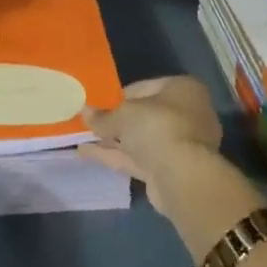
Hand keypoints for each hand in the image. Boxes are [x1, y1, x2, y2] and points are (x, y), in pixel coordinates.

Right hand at [80, 75, 223, 199]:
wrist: (183, 178)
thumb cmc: (158, 127)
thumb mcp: (124, 114)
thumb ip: (103, 115)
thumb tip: (85, 111)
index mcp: (183, 89)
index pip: (144, 87)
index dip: (118, 95)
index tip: (97, 102)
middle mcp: (186, 114)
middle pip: (142, 115)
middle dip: (115, 120)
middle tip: (88, 120)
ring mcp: (179, 144)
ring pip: (139, 139)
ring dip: (111, 139)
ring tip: (80, 137)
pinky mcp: (169, 170)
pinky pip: (137, 158)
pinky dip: (114, 155)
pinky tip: (86, 153)